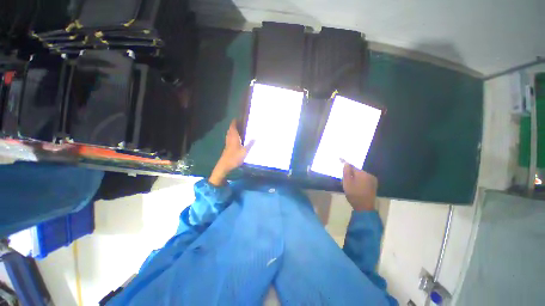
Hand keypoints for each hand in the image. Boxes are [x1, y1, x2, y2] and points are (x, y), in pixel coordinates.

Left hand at [208, 120, 253, 185]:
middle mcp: (230, 138)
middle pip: (230, 129)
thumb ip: (250, 144)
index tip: (237, 118)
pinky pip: (230, 138)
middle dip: (234, 125)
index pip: (233, 127)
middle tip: (240, 123)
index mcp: (234, 137)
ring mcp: (228, 143)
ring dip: (233, 130)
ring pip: (229, 134)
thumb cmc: (235, 157)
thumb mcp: (245, 151)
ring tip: (238, 129)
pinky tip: (236, 138)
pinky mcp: (227, 147)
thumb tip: (255, 137)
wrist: (225, 165)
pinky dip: (232, 135)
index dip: (234, 122)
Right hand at [341, 161, 377, 210]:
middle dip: (350, 173)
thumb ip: (347, 171)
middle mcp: (369, 175)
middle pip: (356, 171)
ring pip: (360, 175)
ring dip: (354, 177)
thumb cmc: (354, 194)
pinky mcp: (373, 186)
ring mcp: (372, 180)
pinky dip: (358, 180)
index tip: (340, 158)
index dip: (345, 163)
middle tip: (343, 178)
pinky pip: (364, 179)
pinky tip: (355, 186)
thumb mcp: (347, 182)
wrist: (364, 207)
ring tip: (349, 183)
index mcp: (362, 173)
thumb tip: (346, 163)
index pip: (352, 166)